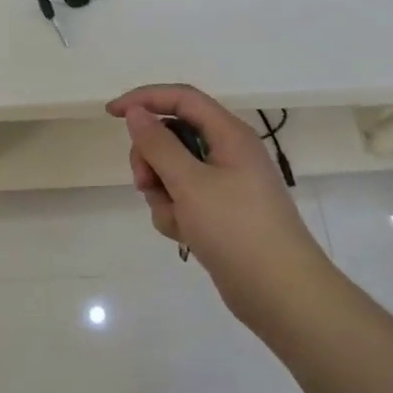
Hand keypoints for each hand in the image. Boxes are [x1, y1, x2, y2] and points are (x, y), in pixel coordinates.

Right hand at [107, 84, 329, 325]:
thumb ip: (158, 144)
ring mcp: (225, 184)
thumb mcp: (189, 183)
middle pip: (172, 137)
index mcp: (229, 134)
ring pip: (173, 172)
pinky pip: (183, 200)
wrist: (281, 293)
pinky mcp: (220, 213)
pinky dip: (176, 215)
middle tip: (144, 184)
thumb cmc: (236, 229)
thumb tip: (137, 113)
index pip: (181, 99)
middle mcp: (228, 152)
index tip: (112, 114)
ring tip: (176, 220)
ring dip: (162, 193)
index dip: (145, 99)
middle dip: (151, 159)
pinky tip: (186, 236)